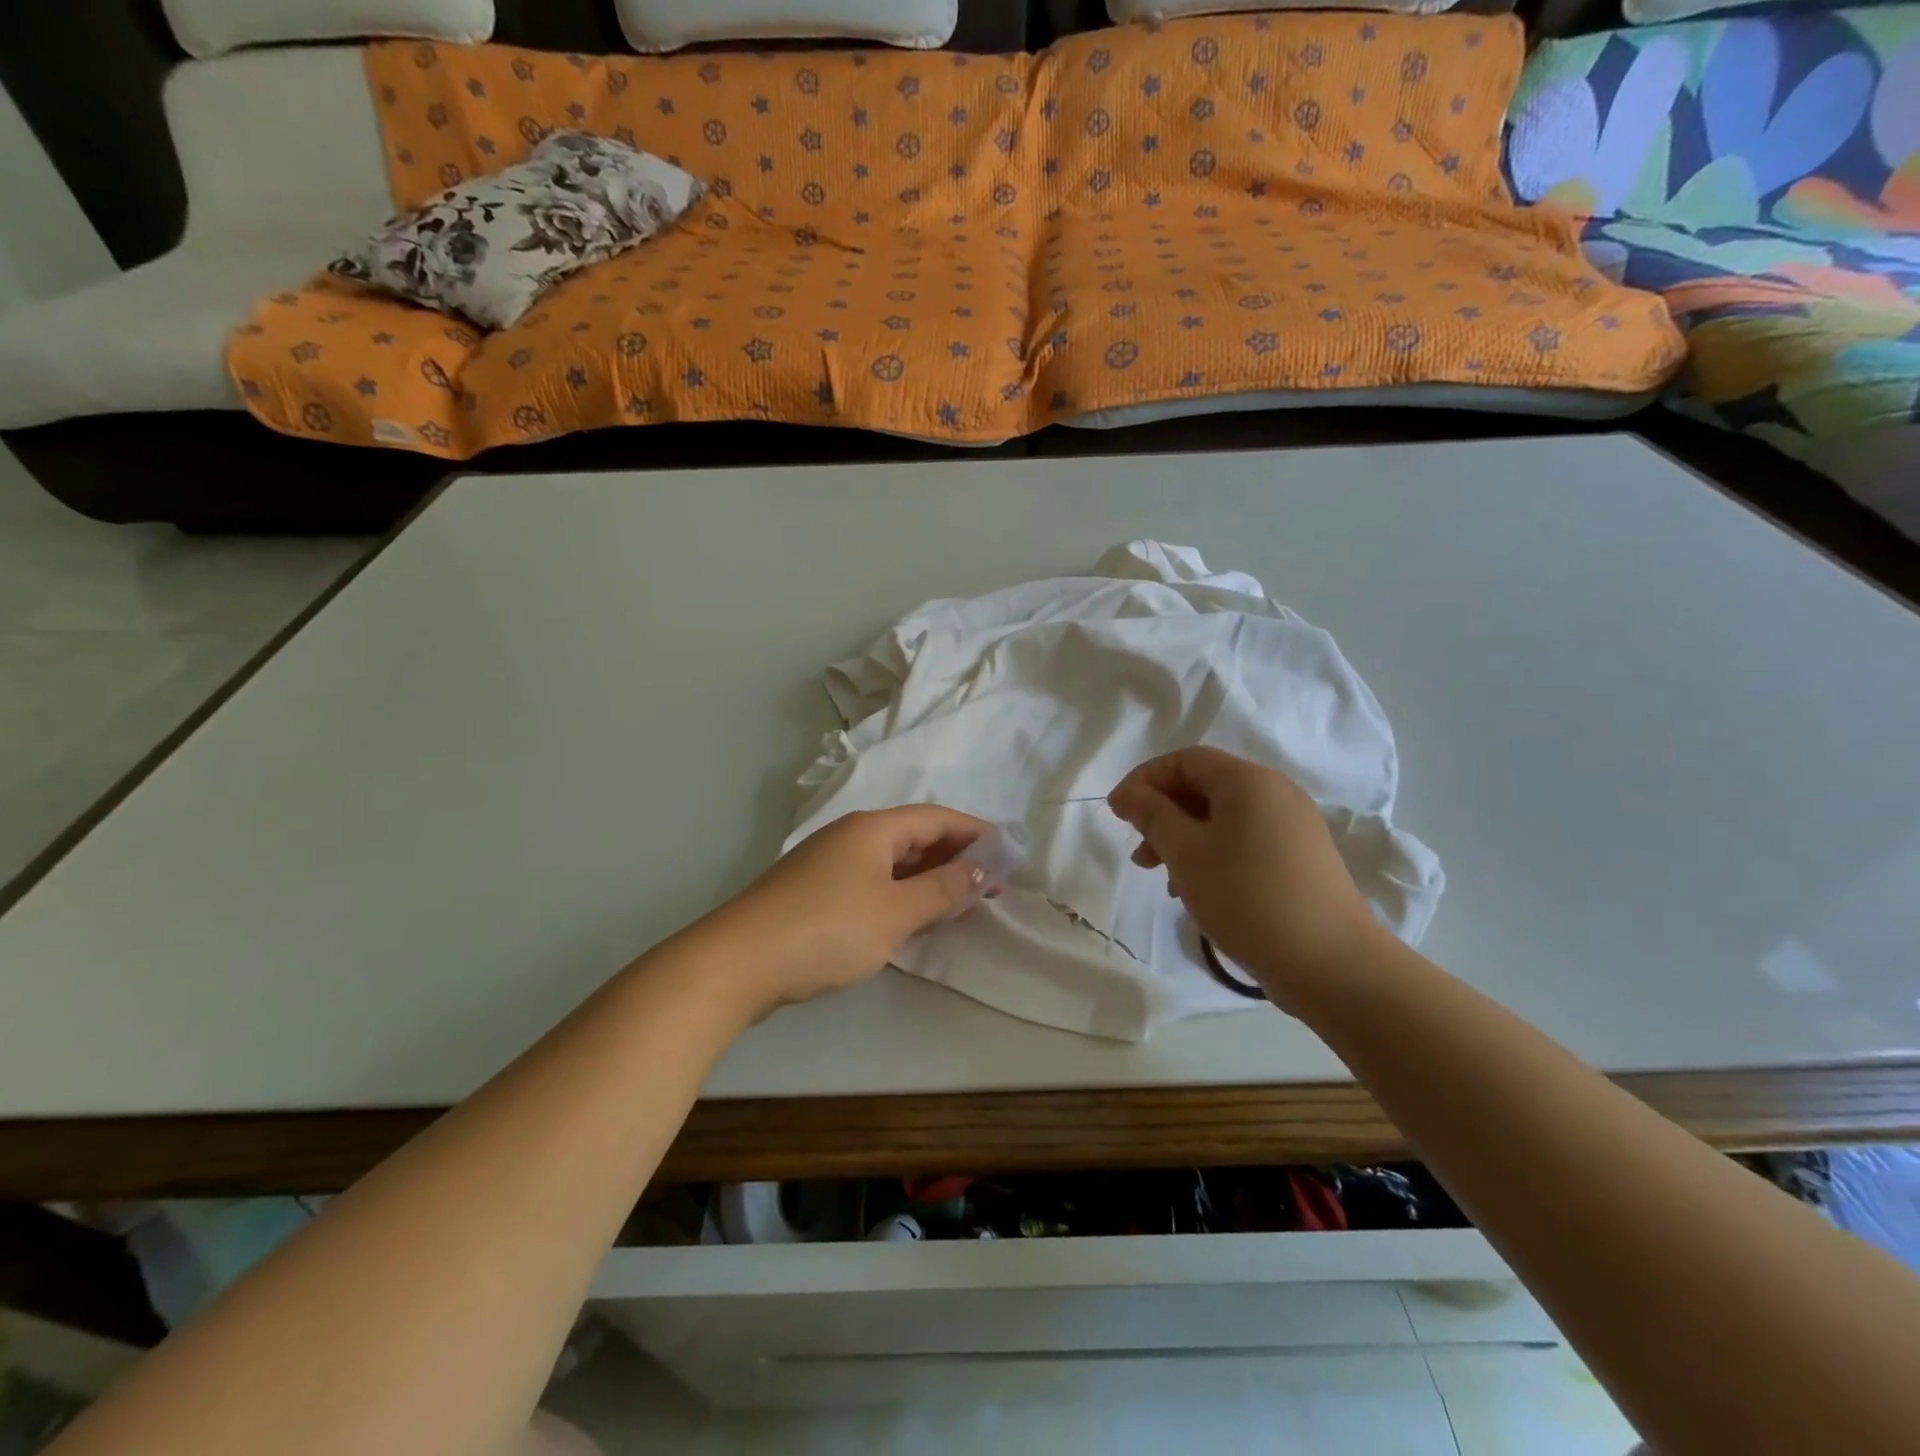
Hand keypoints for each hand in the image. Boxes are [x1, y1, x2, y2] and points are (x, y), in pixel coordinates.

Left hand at [717, 805, 989, 1017]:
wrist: (737, 963)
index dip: (975, 833)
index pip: (936, 818)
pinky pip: (872, 883)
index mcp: (872, 829)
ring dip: (930, 878)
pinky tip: (912, 917)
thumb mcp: (895, 912)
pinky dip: (901, 894)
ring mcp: (829, 864)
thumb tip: (981, 869)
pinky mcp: (814, 893)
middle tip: (992, 885)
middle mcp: (851, 837)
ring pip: (893, 862)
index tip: (1009, 854)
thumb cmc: (827, 930)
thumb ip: (942, 889)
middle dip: (956, 857)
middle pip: (914, 836)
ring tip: (962, 902)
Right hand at [1107, 747, 1380, 1009]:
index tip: (1116, 812)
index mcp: (1249, 781)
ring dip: (1185, 839)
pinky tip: (1199, 891)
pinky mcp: (1302, 859)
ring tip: (1164, 879)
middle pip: (1206, 787)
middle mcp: (1276, 793)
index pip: (1186, 760)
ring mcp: (1294, 827)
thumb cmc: (1246, 897)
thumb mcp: (1186, 853)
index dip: (1144, 780)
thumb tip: (1130, 794)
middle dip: (1163, 814)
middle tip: (1139, 852)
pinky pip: (1246, 842)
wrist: (1330, 963)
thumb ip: (1152, 815)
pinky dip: (1214, 855)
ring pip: (1224, 818)